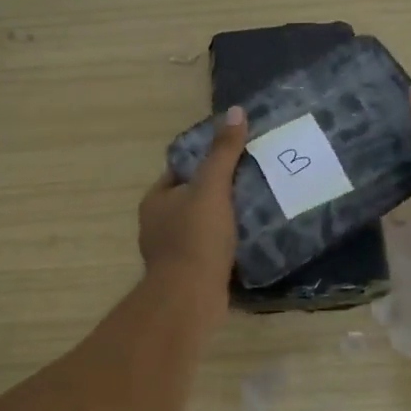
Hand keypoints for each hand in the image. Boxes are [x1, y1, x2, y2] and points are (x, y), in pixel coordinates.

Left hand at [139, 105, 247, 323]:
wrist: (189, 298)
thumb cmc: (196, 238)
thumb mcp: (212, 188)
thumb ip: (223, 152)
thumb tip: (235, 111)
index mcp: (155, 201)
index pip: (179, 172)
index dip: (204, 163)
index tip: (233, 159)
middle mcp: (156, 225)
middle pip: (190, 199)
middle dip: (215, 193)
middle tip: (251, 183)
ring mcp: (170, 253)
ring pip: (199, 227)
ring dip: (222, 221)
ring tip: (255, 211)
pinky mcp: (187, 275)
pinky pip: (208, 251)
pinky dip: (224, 246)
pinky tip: (248, 243)